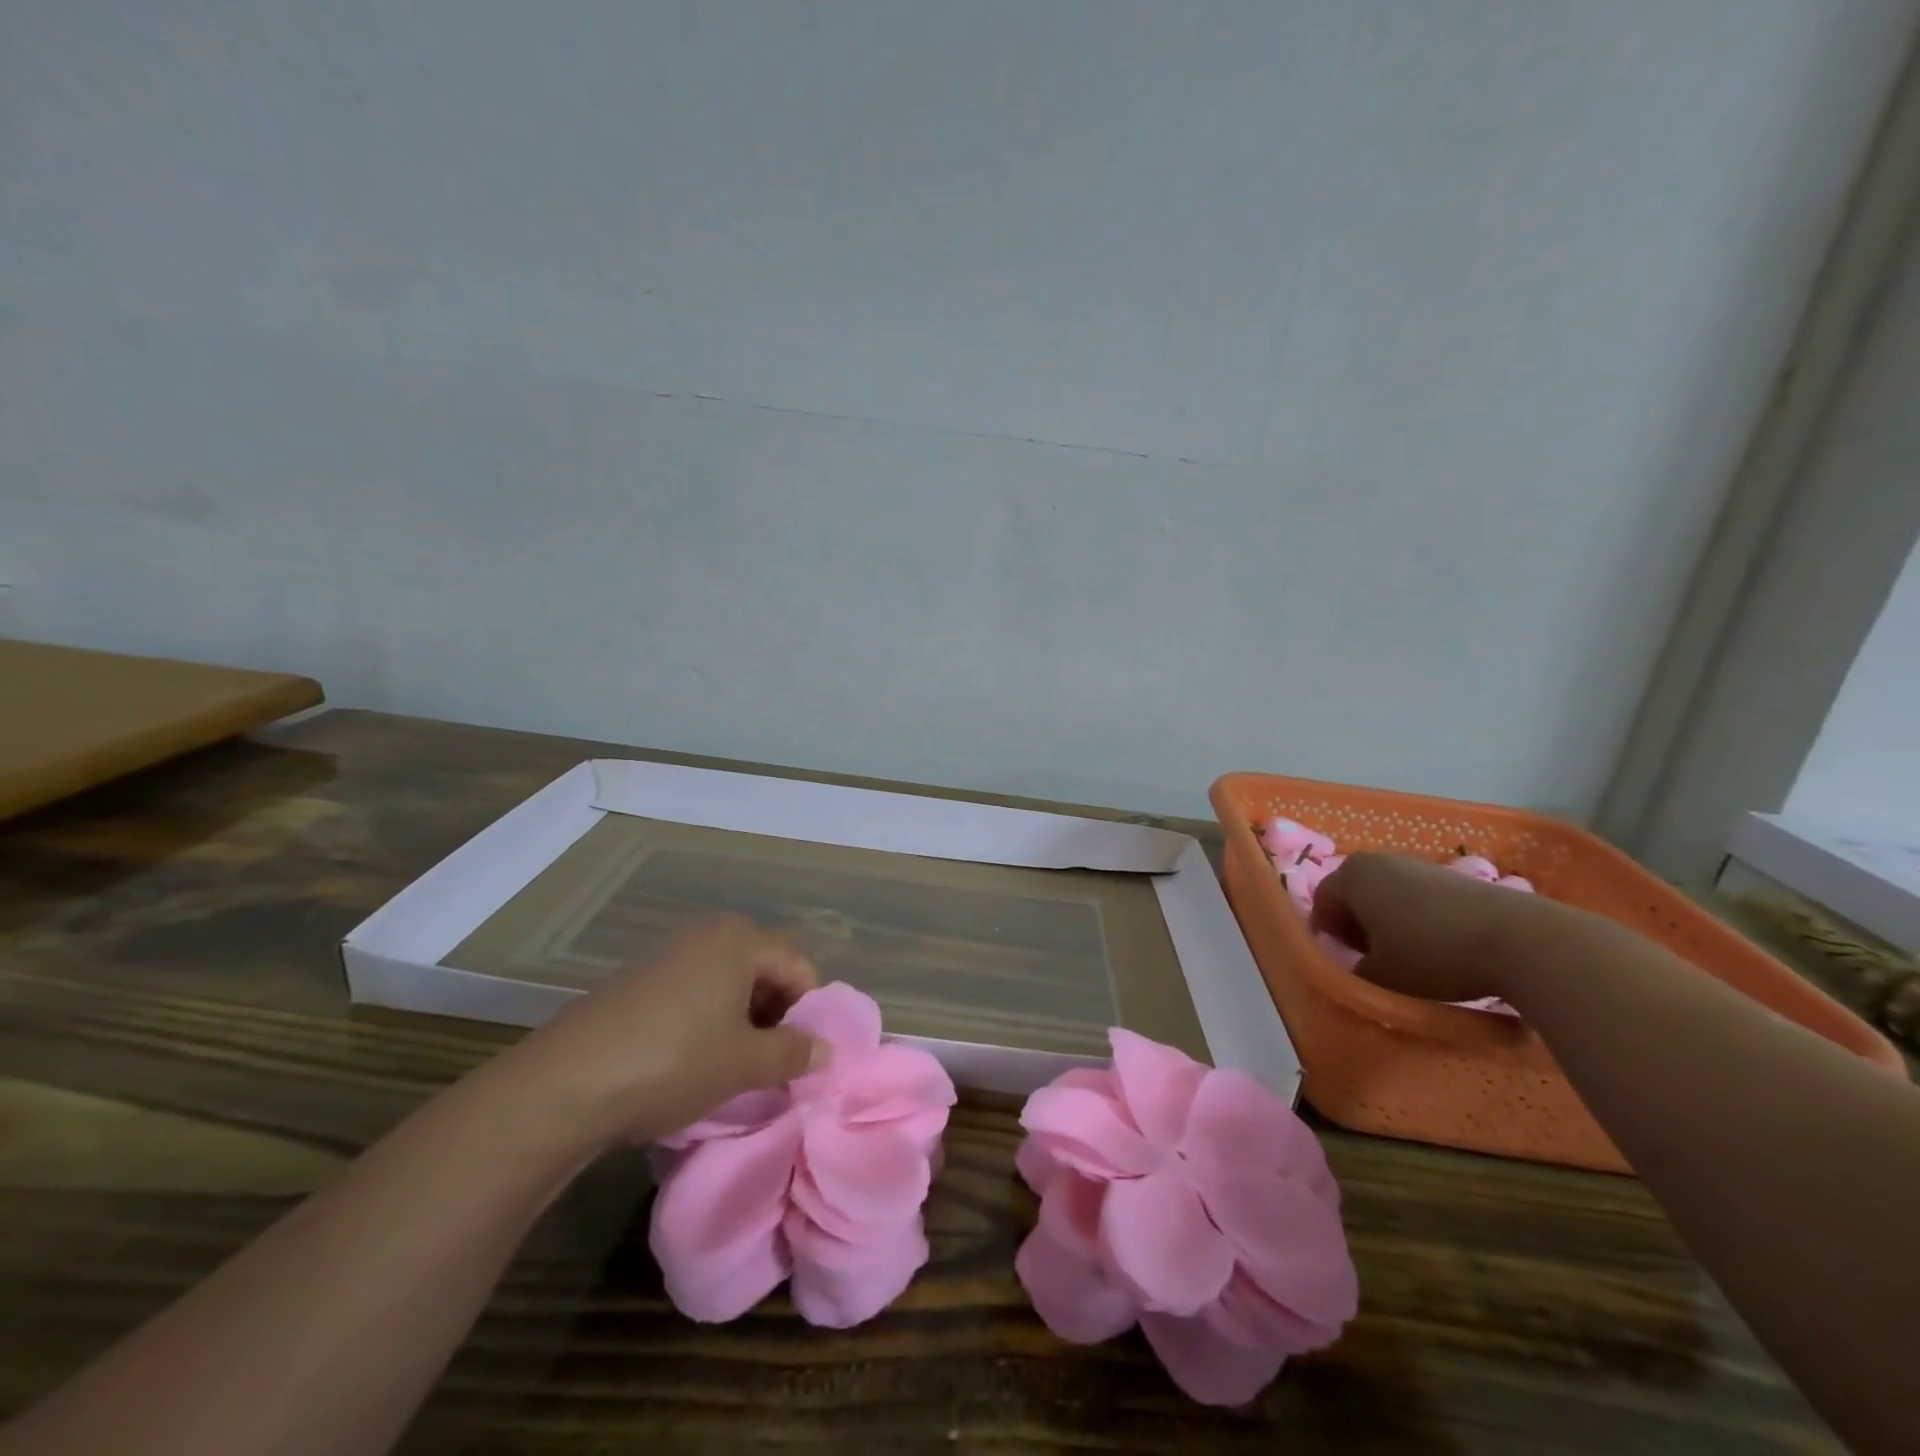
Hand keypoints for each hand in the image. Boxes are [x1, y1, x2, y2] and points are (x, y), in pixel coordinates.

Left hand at [498, 915, 825, 1154]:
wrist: (564, 1084)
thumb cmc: (672, 1062)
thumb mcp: (744, 1064)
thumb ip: (794, 1053)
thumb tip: (827, 1051)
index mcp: (738, 939)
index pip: (797, 962)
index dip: (810, 1007)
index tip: (804, 1052)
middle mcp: (705, 933)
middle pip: (763, 966)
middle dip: (777, 1012)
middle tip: (773, 1059)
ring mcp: (667, 953)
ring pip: (728, 980)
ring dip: (743, 1018)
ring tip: (735, 1064)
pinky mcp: (638, 978)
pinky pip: (694, 988)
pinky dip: (708, 1017)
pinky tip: (693, 1058)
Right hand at [1310, 851, 1566, 1004]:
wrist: (1519, 940)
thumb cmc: (1432, 953)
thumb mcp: (1381, 976)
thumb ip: (1356, 971)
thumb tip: (1360, 968)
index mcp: (1352, 875)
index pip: (1321, 903)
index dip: (1327, 936)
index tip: (1343, 963)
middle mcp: (1379, 860)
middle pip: (1354, 895)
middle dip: (1356, 927)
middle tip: (1371, 961)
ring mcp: (1418, 864)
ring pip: (1387, 896)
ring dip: (1387, 923)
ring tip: (1407, 958)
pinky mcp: (1452, 876)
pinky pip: (1418, 898)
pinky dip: (1416, 919)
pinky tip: (1438, 947)